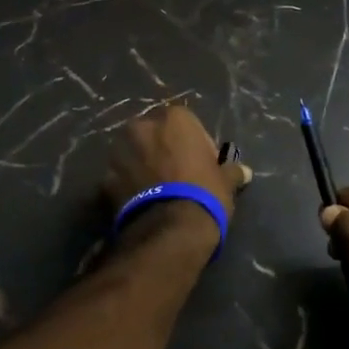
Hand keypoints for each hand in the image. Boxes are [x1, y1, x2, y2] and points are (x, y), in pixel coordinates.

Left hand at [102, 103, 250, 226]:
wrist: (169, 230)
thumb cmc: (204, 195)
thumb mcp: (226, 182)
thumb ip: (232, 171)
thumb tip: (245, 172)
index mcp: (174, 119)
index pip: (185, 123)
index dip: (194, 144)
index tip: (200, 163)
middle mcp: (143, 127)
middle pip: (154, 134)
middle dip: (162, 149)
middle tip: (175, 175)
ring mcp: (119, 152)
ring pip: (132, 153)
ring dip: (141, 165)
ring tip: (155, 191)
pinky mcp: (104, 179)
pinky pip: (119, 177)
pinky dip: (127, 186)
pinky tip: (139, 203)